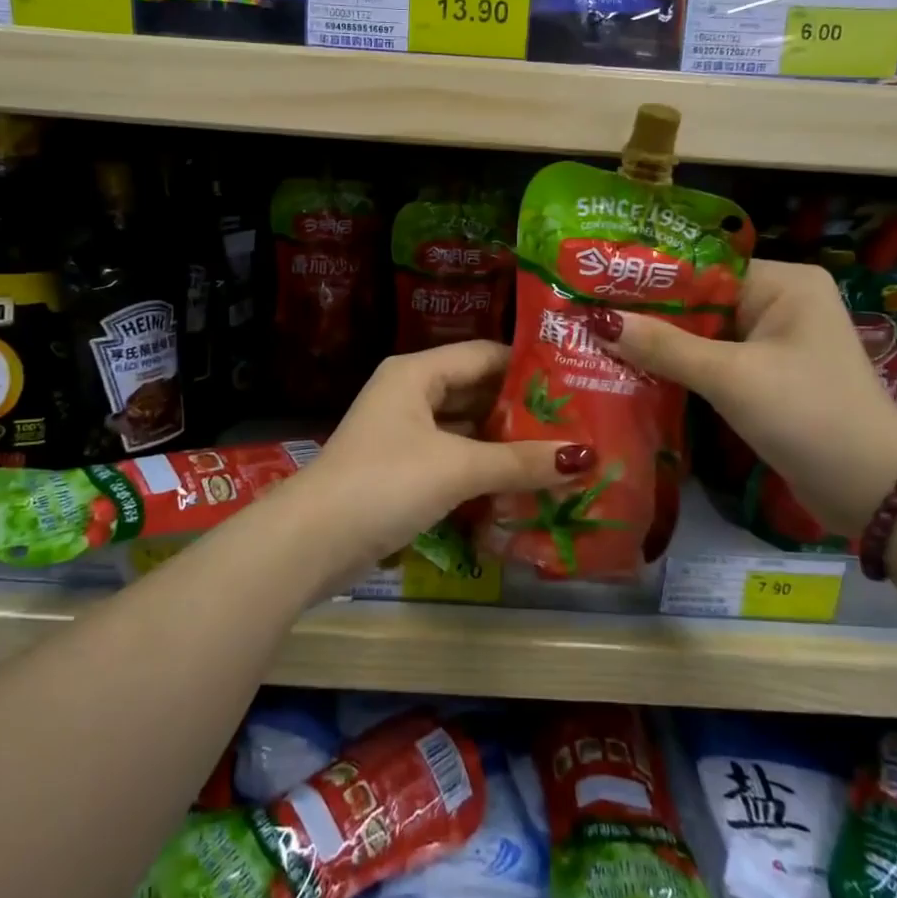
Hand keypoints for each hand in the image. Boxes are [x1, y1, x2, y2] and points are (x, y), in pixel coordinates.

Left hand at [292, 341, 591, 586]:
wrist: (311, 543)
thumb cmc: (385, 483)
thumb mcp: (457, 468)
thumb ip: (519, 461)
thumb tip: (585, 458)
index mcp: (416, 373)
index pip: (484, 355)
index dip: (528, 366)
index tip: (577, 381)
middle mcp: (410, 395)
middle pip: (476, 393)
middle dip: (522, 411)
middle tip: (578, 423)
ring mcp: (404, 435)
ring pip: (466, 430)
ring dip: (506, 444)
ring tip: (561, 454)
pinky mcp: (402, 472)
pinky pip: (454, 460)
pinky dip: (484, 470)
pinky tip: (522, 485)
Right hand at [590, 261, 896, 536]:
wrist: (875, 492)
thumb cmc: (808, 415)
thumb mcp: (731, 377)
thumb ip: (664, 347)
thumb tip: (597, 321)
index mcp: (784, 283)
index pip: (703, 268)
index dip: (649, 279)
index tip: (595, 288)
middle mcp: (781, 304)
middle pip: (700, 302)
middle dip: (649, 316)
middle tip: (586, 318)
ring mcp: (775, 344)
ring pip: (703, 336)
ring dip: (660, 345)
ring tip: (596, 342)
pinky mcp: (768, 379)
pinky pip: (714, 363)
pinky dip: (680, 370)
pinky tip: (634, 372)